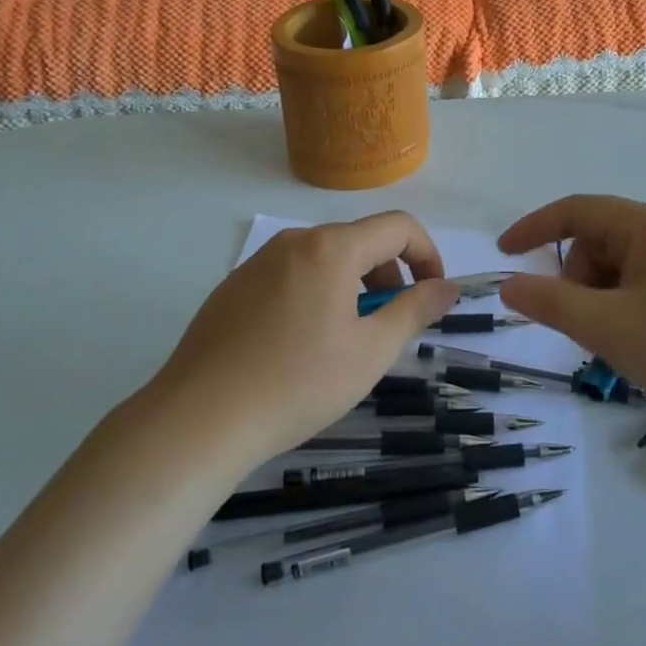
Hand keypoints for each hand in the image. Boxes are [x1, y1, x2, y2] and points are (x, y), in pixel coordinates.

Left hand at [150, 213, 457, 463]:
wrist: (198, 419)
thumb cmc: (297, 384)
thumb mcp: (370, 352)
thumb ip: (415, 310)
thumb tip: (447, 287)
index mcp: (331, 248)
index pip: (398, 226)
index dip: (427, 255)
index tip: (432, 296)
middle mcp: (294, 241)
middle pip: (359, 240)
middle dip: (388, 275)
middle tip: (389, 327)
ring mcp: (258, 262)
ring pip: (323, 258)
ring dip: (352, 286)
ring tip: (345, 341)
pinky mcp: (233, 286)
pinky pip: (290, 275)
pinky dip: (315, 295)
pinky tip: (299, 347)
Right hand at [497, 195, 645, 432]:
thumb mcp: (610, 327)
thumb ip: (552, 303)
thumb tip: (508, 285)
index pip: (576, 210)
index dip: (535, 228)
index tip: (505, 254)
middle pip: (600, 243)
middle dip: (578, 282)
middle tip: (585, 329)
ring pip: (623, 270)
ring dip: (604, 302)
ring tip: (620, 346)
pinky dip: (629, 311)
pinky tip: (645, 347)